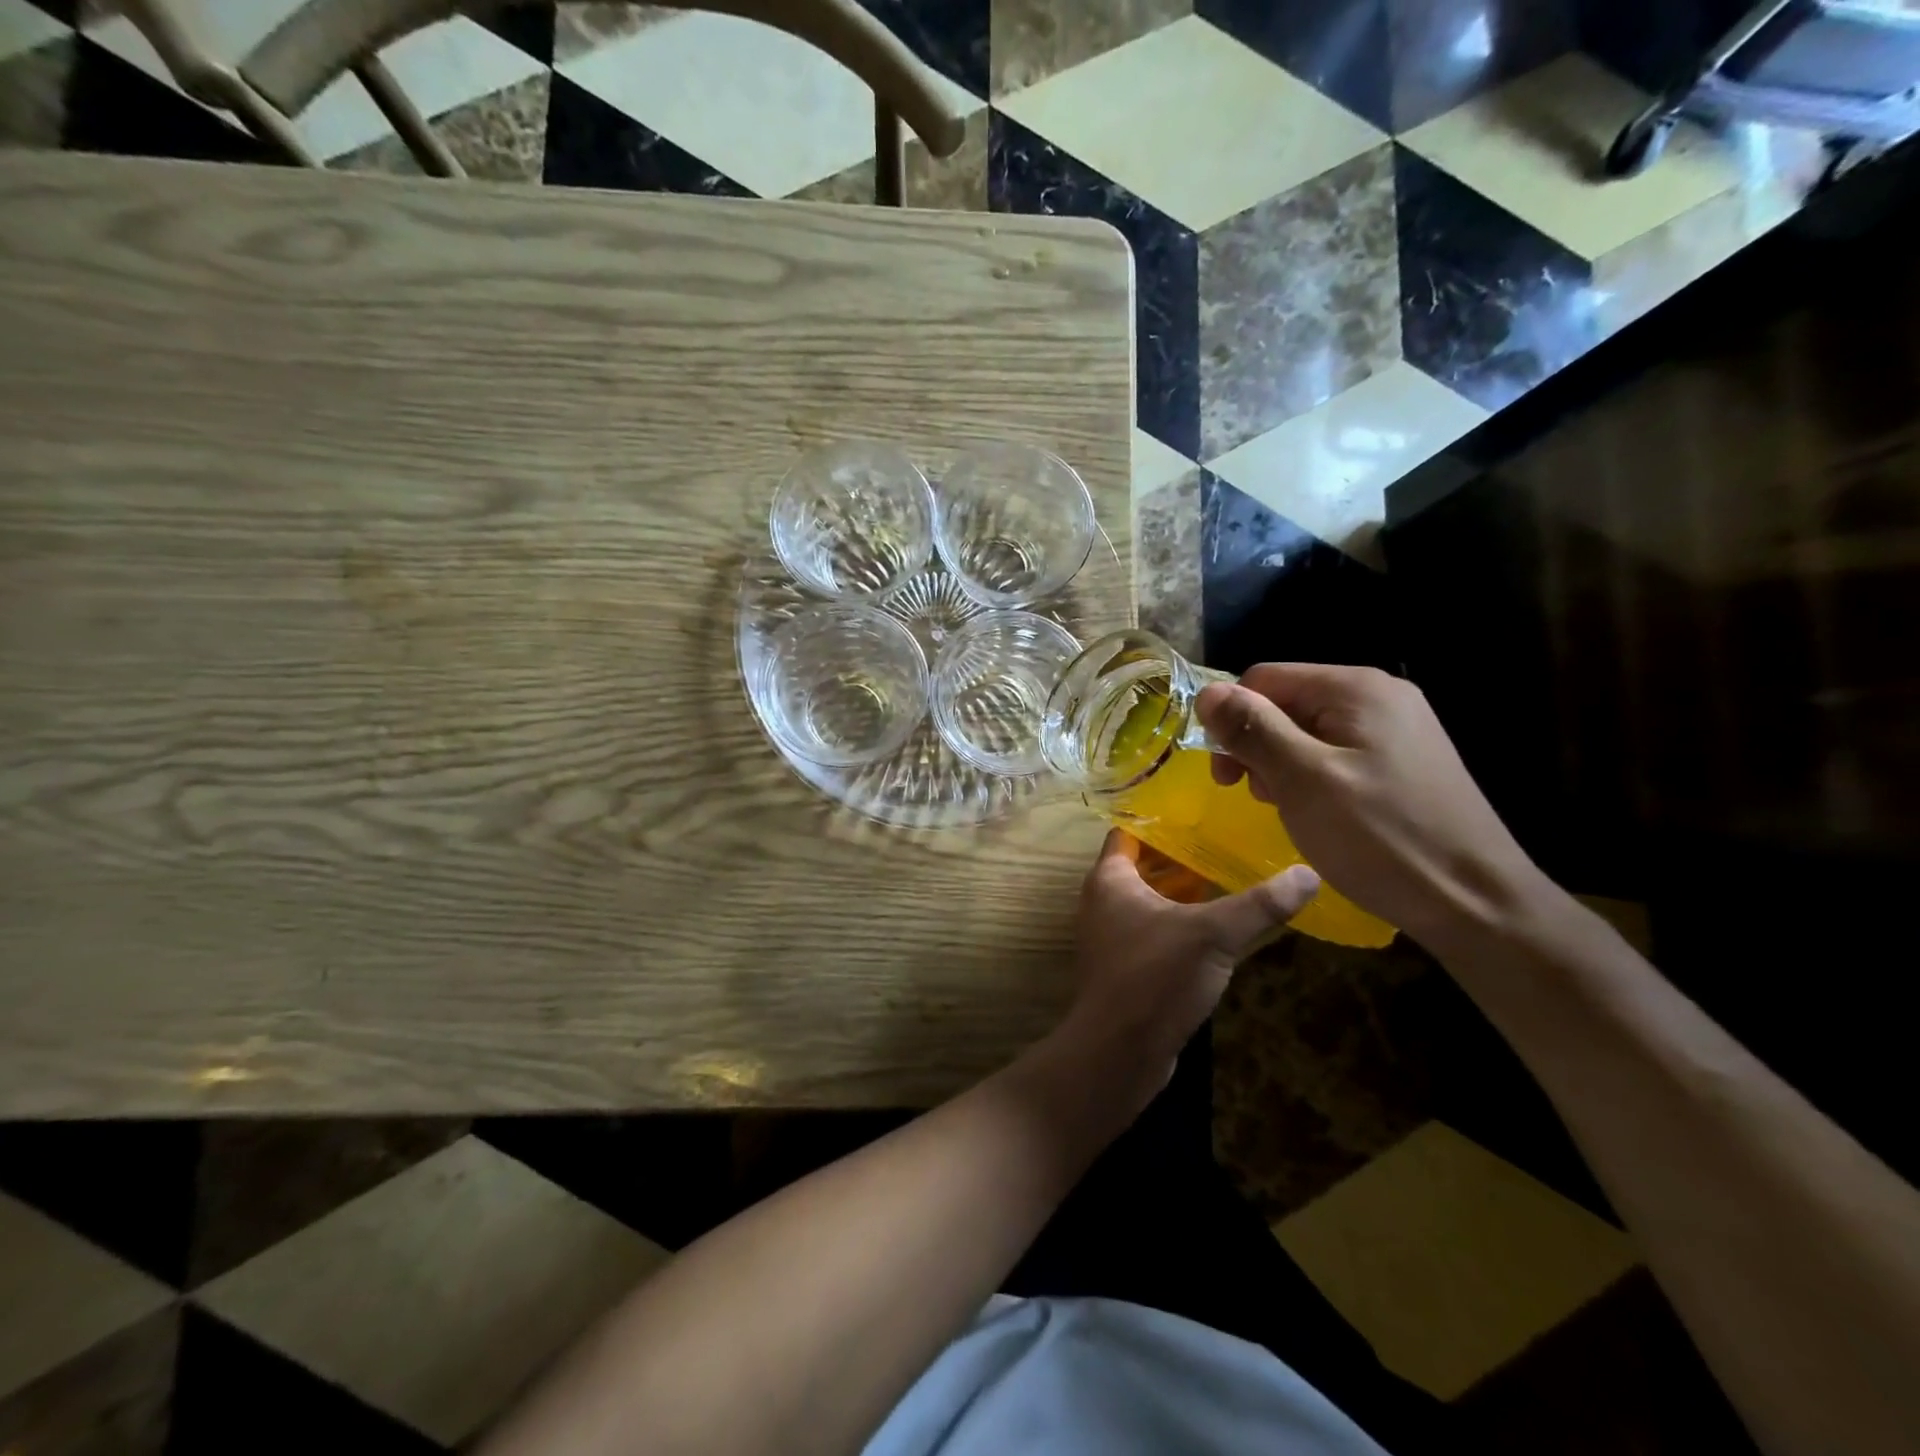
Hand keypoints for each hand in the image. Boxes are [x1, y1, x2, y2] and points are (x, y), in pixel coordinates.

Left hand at [1063, 830, 1319, 1077]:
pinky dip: (1183, 922)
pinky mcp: (1128, 967)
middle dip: (1183, 854)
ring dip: (1186, 890)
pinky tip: (1221, 926)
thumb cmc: (1155, 977)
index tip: (1201, 808)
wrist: (1119, 1053)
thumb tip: (1309, 873)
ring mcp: (1114, 936)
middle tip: (1229, 839)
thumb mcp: (1212, 934)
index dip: (1161, 818)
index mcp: (1110, 879)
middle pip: (1145, 865)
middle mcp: (1104, 901)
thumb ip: (1260, 904)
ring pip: (1152, 900)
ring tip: (1233, 875)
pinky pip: (1157, 930)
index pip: (1129, 832)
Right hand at [1195, 664, 1546, 949]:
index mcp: (1355, 689)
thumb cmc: (1381, 838)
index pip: (1264, 679)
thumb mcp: (1304, 780)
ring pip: (1308, 732)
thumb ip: (1254, 730)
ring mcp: (1396, 730)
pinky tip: (1317, 813)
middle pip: (1287, 703)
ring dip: (1282, 766)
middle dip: (1258, 746)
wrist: (1475, 902)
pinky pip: (1336, 755)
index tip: (1225, 776)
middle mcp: (1378, 696)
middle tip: (1255, 796)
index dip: (1233, 720)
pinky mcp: (1403, 762)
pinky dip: (1312, 779)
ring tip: (1288, 809)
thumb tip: (1207, 692)